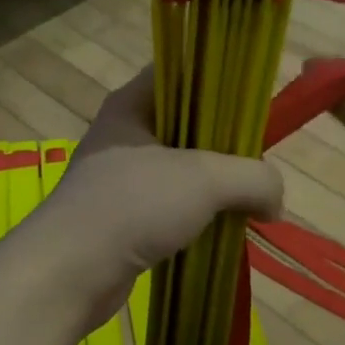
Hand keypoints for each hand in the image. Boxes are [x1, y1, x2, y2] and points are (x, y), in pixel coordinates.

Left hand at [26, 68, 283, 333]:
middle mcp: (124, 135)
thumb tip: (275, 202)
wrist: (69, 273)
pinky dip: (196, 216)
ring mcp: (121, 179)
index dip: (222, 79)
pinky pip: (171, 206)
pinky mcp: (123, 218)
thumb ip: (254, 178)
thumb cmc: (133, 206)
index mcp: (132, 104)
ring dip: (214, 186)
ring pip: (182, 170)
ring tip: (248, 200)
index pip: (183, 71)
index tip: (257, 105)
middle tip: (258, 163)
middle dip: (227, 144)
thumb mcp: (205, 180)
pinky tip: (220, 230)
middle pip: (188, 123)